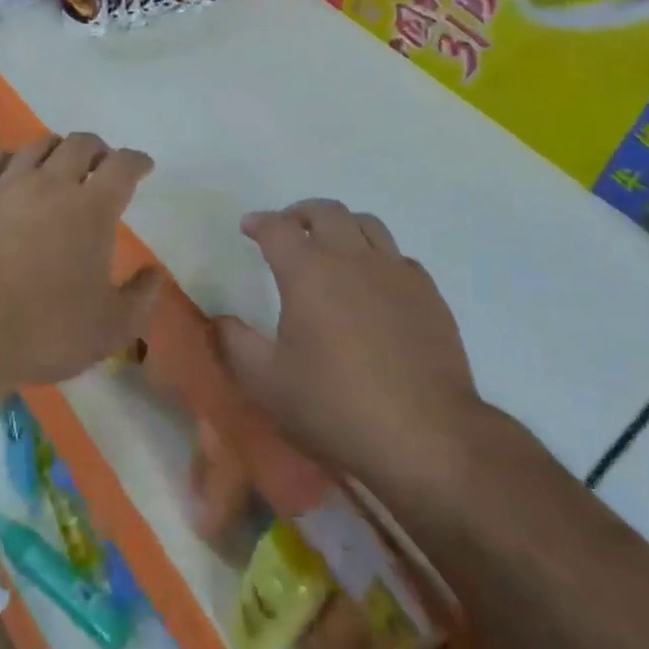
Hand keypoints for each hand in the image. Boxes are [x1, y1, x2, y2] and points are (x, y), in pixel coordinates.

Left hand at [0, 132, 164, 399]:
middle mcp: (52, 184)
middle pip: (81, 144)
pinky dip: (14, 159)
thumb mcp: (110, 328)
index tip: (143, 167)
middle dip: (99, 150)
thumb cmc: (44, 331)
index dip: (137, 161)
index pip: (123, 165)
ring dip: (58, 149)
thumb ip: (141, 297)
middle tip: (103, 166)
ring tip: (61, 165)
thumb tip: (155, 272)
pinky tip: (15, 172)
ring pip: (39, 145)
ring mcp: (9, 185)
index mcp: (92, 209)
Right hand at [217, 200, 483, 487]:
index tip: (249, 228)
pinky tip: (374, 282)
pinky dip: (378, 256)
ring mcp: (395, 272)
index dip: (259, 222)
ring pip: (366, 223)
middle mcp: (351, 258)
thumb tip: (220, 319)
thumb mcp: (268, 384)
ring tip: (332, 245)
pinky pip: (398, 256)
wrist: (427, 437)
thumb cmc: (336, 407)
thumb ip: (236, 344)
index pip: (277, 228)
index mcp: (308, 272)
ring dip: (341, 225)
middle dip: (300, 213)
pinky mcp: (428, 293)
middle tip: (289, 229)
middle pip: (325, 212)